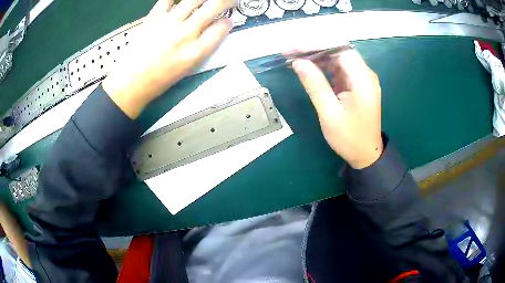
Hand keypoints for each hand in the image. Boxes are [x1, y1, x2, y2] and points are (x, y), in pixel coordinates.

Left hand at [103, 0, 233, 118]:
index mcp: (196, 51)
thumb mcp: (188, 68)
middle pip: (214, 7)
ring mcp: (169, 22)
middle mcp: (186, 33)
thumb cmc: (159, 80)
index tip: (225, 21)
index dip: (227, 22)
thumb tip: (212, 31)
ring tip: (205, 0)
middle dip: (225, 1)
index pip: (222, 27)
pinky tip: (180, 2)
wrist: (131, 82)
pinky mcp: (154, 16)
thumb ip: (203, 47)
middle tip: (227, 1)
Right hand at [292, 49, 382, 168]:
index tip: (294, 49)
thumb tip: (298, 62)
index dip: (316, 44)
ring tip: (294, 58)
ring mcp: (361, 78)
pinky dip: (323, 67)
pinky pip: (339, 69)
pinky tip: (308, 68)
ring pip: (337, 58)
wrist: (366, 154)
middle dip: (313, 49)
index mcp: (363, 80)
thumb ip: (315, 85)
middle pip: (338, 50)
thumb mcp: (330, 113)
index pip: (340, 49)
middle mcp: (365, 74)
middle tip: (289, 53)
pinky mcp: (356, 84)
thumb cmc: (349, 138)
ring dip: (316, 56)